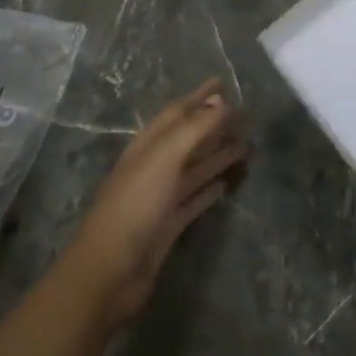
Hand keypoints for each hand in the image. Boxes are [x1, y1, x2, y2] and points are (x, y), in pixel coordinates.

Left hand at [63, 79, 246, 328]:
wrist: (109, 272)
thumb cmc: (134, 206)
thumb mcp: (164, 158)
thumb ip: (194, 129)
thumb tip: (222, 102)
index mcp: (147, 146)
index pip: (177, 113)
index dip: (199, 97)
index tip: (223, 84)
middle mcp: (154, 167)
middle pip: (188, 139)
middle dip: (214, 125)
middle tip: (246, 117)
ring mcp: (160, 197)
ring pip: (195, 168)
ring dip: (218, 155)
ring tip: (247, 146)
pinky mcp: (168, 226)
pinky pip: (194, 200)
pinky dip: (211, 189)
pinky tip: (228, 183)